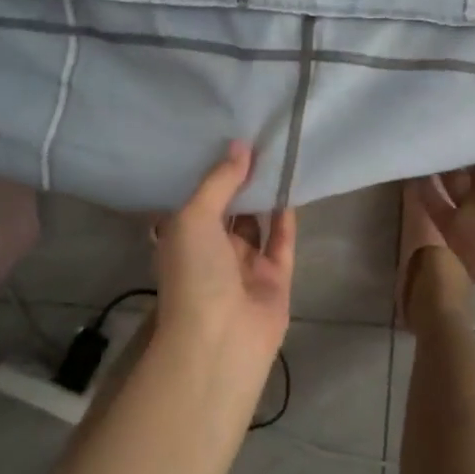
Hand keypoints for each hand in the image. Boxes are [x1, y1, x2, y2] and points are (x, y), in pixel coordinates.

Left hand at [153, 141, 296, 388]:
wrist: (220, 338)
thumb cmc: (194, 273)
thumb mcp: (194, 217)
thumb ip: (219, 181)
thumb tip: (240, 146)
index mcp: (182, 238)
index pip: (195, 198)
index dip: (209, 170)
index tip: (226, 135)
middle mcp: (211, 250)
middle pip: (228, 208)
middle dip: (240, 179)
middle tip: (258, 138)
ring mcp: (244, 266)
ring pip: (256, 222)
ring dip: (265, 195)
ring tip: (278, 155)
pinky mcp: (275, 278)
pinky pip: (281, 241)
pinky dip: (286, 216)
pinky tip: (292, 185)